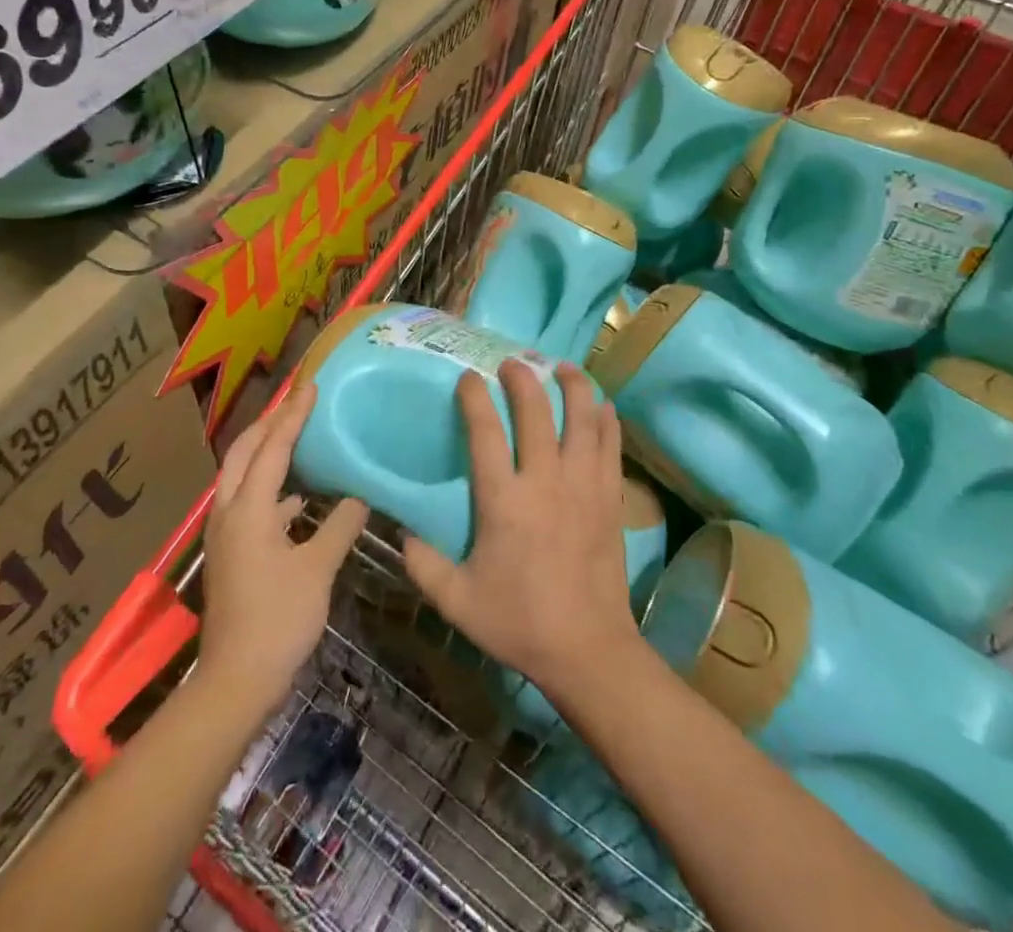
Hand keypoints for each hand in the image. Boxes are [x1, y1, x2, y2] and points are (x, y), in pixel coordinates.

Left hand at [199, 382, 368, 715]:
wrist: (235, 680)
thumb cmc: (278, 620)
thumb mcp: (317, 569)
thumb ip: (340, 526)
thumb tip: (360, 496)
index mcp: (249, 508)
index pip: (273, 447)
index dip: (294, 415)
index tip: (311, 386)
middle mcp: (228, 511)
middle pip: (244, 451)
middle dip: (269, 422)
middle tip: (297, 402)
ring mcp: (225, 532)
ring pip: (240, 474)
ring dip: (265, 450)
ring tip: (295, 434)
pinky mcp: (230, 551)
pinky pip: (246, 499)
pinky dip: (268, 484)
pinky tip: (296, 496)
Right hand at [403, 361, 641, 700]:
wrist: (588, 650)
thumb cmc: (519, 622)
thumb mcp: (457, 601)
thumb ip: (423, 565)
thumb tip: (402, 532)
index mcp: (504, 501)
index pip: (485, 432)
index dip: (474, 398)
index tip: (468, 377)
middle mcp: (545, 481)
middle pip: (537, 412)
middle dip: (523, 379)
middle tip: (513, 362)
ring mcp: (583, 486)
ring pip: (583, 419)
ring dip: (574, 387)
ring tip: (564, 367)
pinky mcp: (610, 499)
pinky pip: (610, 447)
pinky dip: (607, 421)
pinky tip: (603, 406)